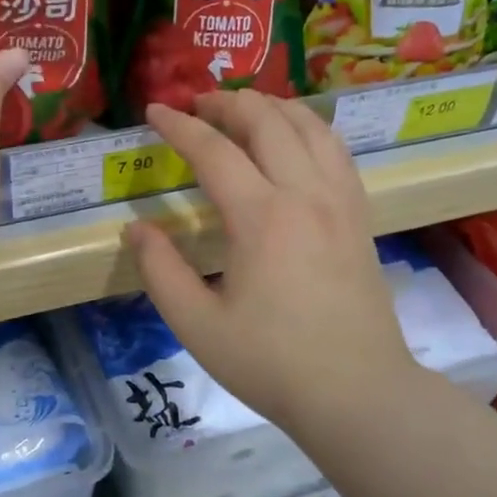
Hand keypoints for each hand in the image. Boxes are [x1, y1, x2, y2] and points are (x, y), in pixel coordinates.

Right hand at [125, 91, 421, 427]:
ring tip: (243, 108)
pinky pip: (336, 150)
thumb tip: (137, 229)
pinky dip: (309, 128)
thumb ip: (160, 271)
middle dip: (226, 103)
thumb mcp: (197, 325)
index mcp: (261, 217)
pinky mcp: (360, 215)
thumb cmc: (272, 363)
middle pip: (266, 121)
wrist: (358, 393)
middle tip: (196, 105)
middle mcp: (305, 194)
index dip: (178, 126)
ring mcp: (340, 201)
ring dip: (272, 107)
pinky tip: (294, 138)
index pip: (213, 150)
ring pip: (310, 126)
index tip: (154, 111)